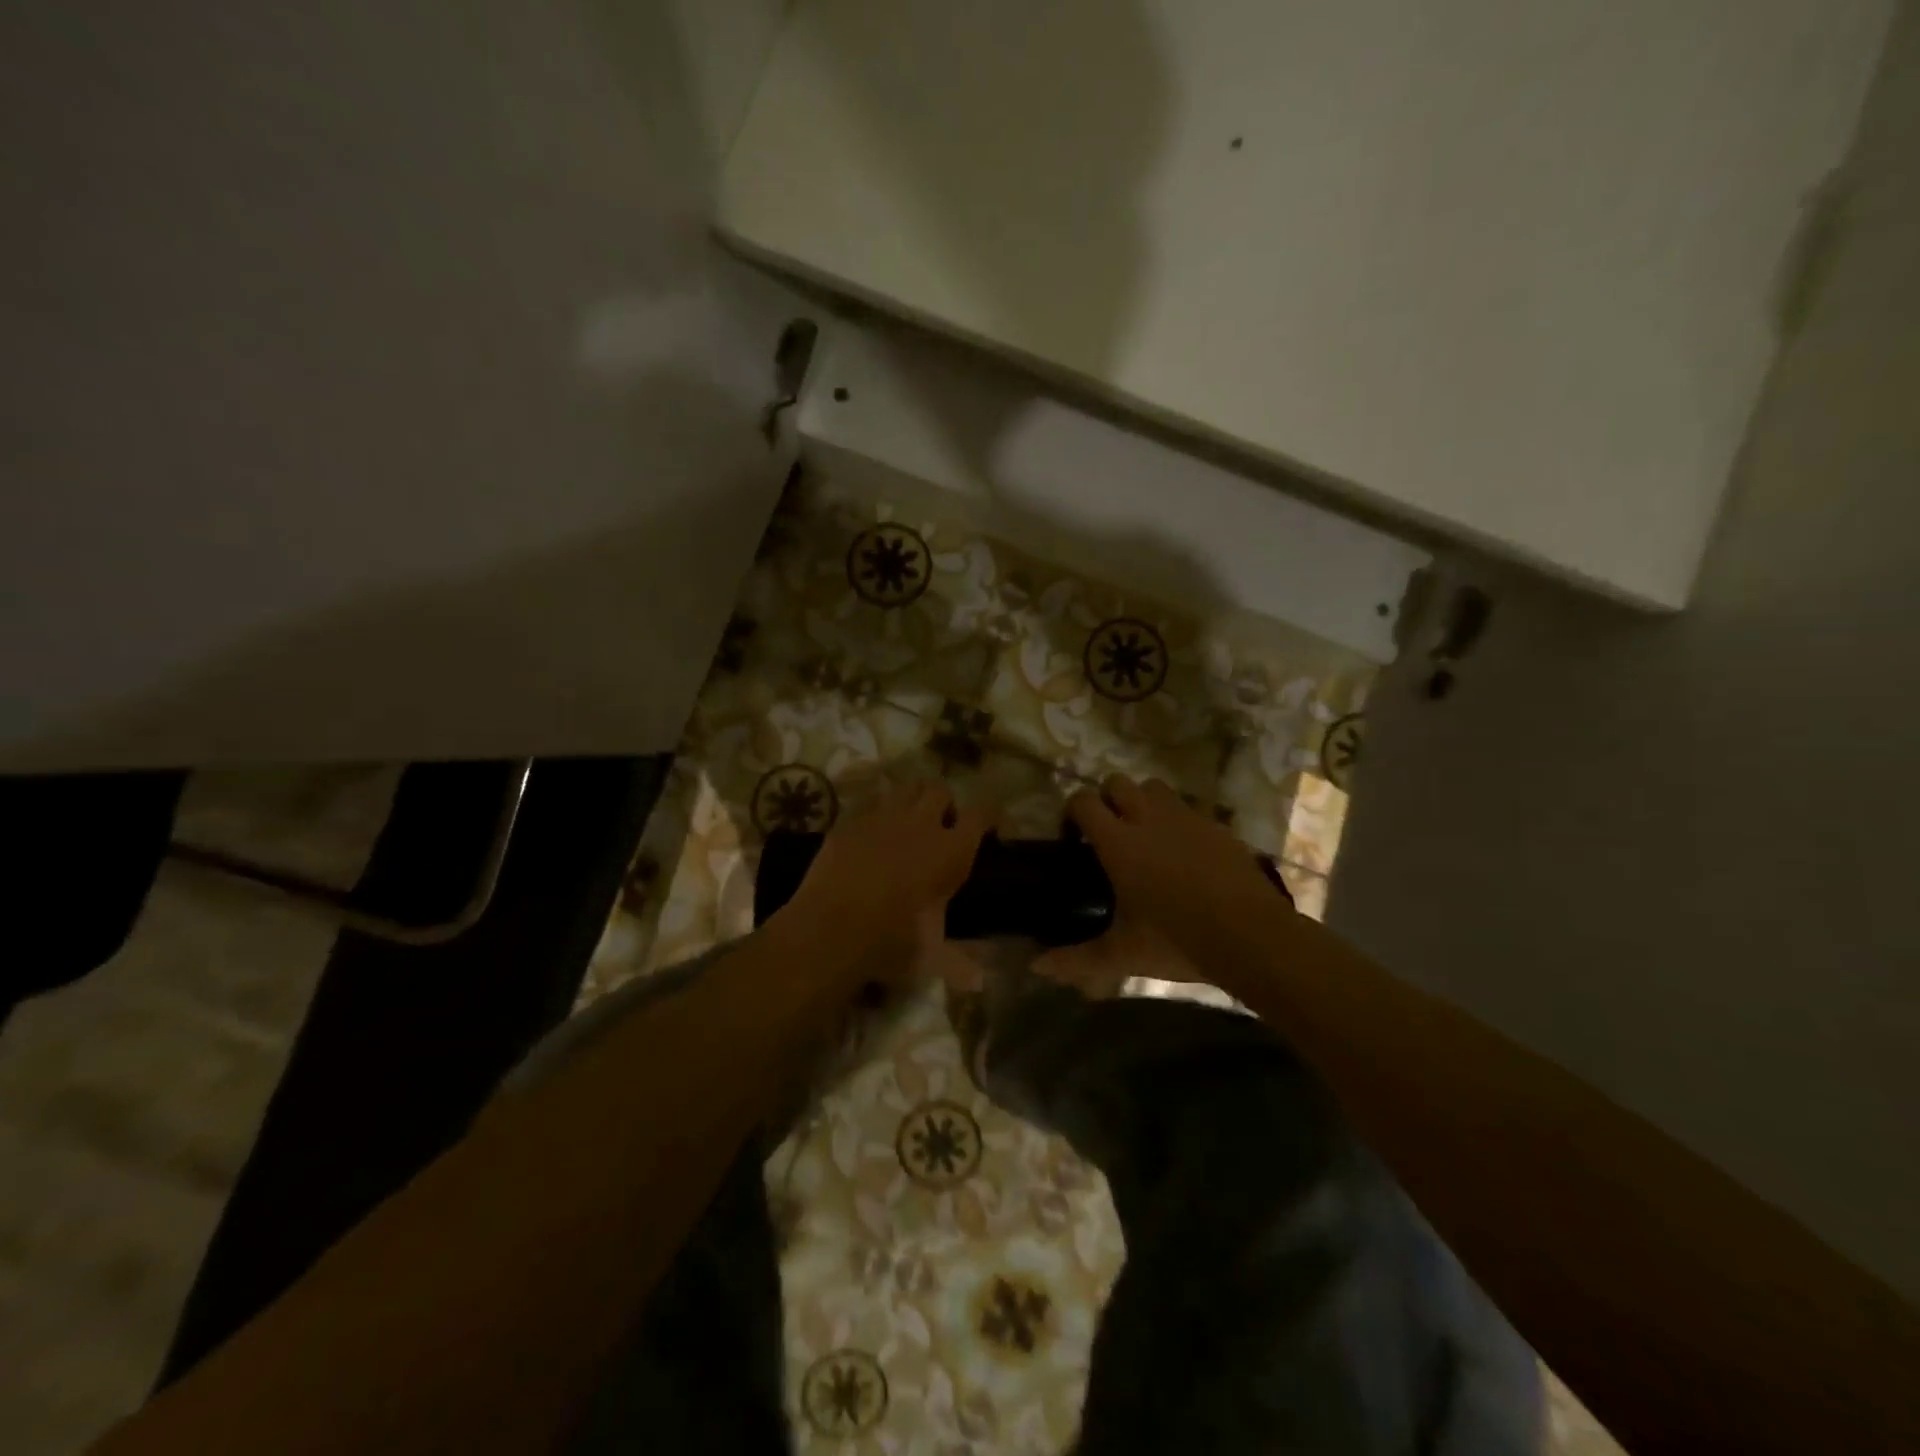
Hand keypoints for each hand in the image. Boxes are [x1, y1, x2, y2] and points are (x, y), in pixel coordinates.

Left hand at [781, 780, 988, 980]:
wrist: (829, 931)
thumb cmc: (890, 943)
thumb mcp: (931, 957)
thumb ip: (958, 963)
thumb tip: (979, 981)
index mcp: (951, 852)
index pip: (981, 814)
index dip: (987, 816)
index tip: (987, 826)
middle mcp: (921, 825)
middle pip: (940, 791)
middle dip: (943, 804)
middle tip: (939, 828)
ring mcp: (882, 818)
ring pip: (905, 788)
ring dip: (911, 800)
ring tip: (906, 824)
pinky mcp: (849, 822)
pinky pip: (869, 804)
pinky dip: (876, 815)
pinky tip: (870, 837)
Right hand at [1035, 777, 1287, 992]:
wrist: (1251, 937)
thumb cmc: (1177, 941)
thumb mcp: (1123, 954)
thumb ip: (1076, 958)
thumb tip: (1036, 967)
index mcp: (1119, 842)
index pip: (1083, 802)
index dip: (1073, 812)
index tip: (1073, 837)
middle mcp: (1149, 819)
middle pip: (1117, 782)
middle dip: (1107, 799)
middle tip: (1108, 833)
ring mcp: (1186, 817)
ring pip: (1154, 787)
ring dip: (1142, 801)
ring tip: (1145, 833)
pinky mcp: (1216, 825)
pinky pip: (1189, 807)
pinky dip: (1177, 819)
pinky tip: (1184, 851)